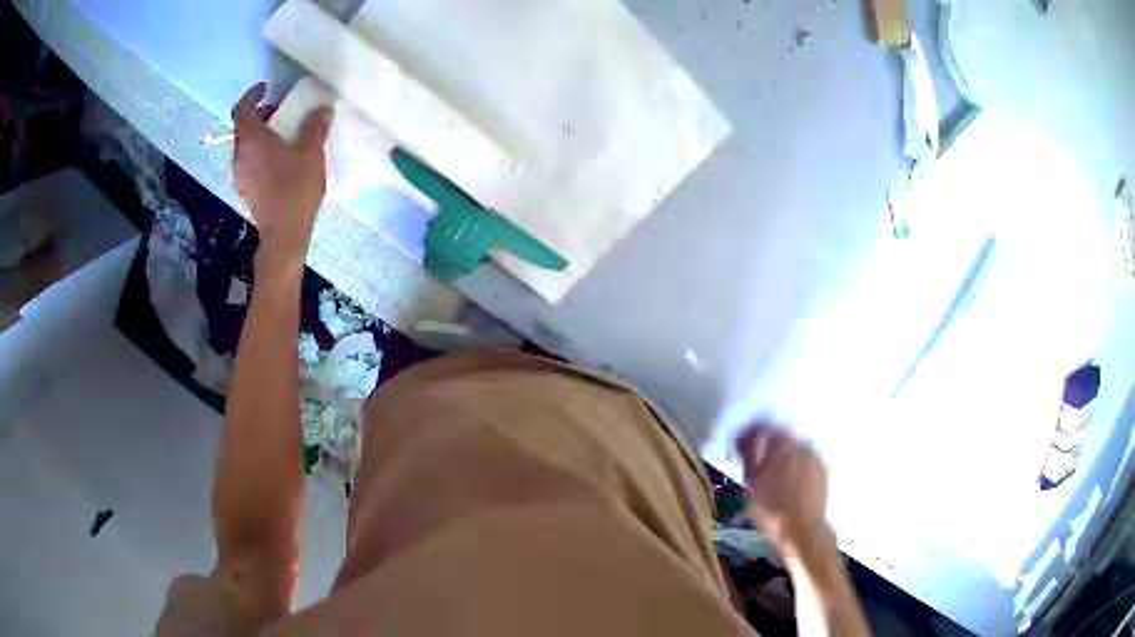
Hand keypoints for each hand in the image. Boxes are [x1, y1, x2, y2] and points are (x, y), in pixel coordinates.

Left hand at [231, 82, 331, 270]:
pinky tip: (278, 159)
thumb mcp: (312, 154)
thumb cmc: (295, 190)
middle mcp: (240, 154)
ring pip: (245, 145)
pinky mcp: (244, 189)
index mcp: (252, 140)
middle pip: (243, 127)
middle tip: (281, 112)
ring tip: (282, 136)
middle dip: (260, 115)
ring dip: (260, 135)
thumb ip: (314, 127)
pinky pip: (248, 161)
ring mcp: (239, 174)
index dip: (252, 95)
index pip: (242, 109)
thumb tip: (320, 110)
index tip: (265, 88)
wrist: (284, 234)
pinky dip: (259, 152)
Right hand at [736, 424, 827, 550]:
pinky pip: (805, 461)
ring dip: (782, 456)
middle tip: (756, 462)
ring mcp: (815, 458)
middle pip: (781, 437)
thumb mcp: (752, 488)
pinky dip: (795, 466)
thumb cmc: (773, 511)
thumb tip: (747, 443)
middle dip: (767, 446)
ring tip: (773, 475)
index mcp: (783, 447)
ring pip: (794, 449)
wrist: (803, 530)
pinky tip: (788, 482)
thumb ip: (750, 460)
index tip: (741, 445)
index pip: (765, 427)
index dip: (750, 434)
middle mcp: (802, 446)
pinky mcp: (823, 471)